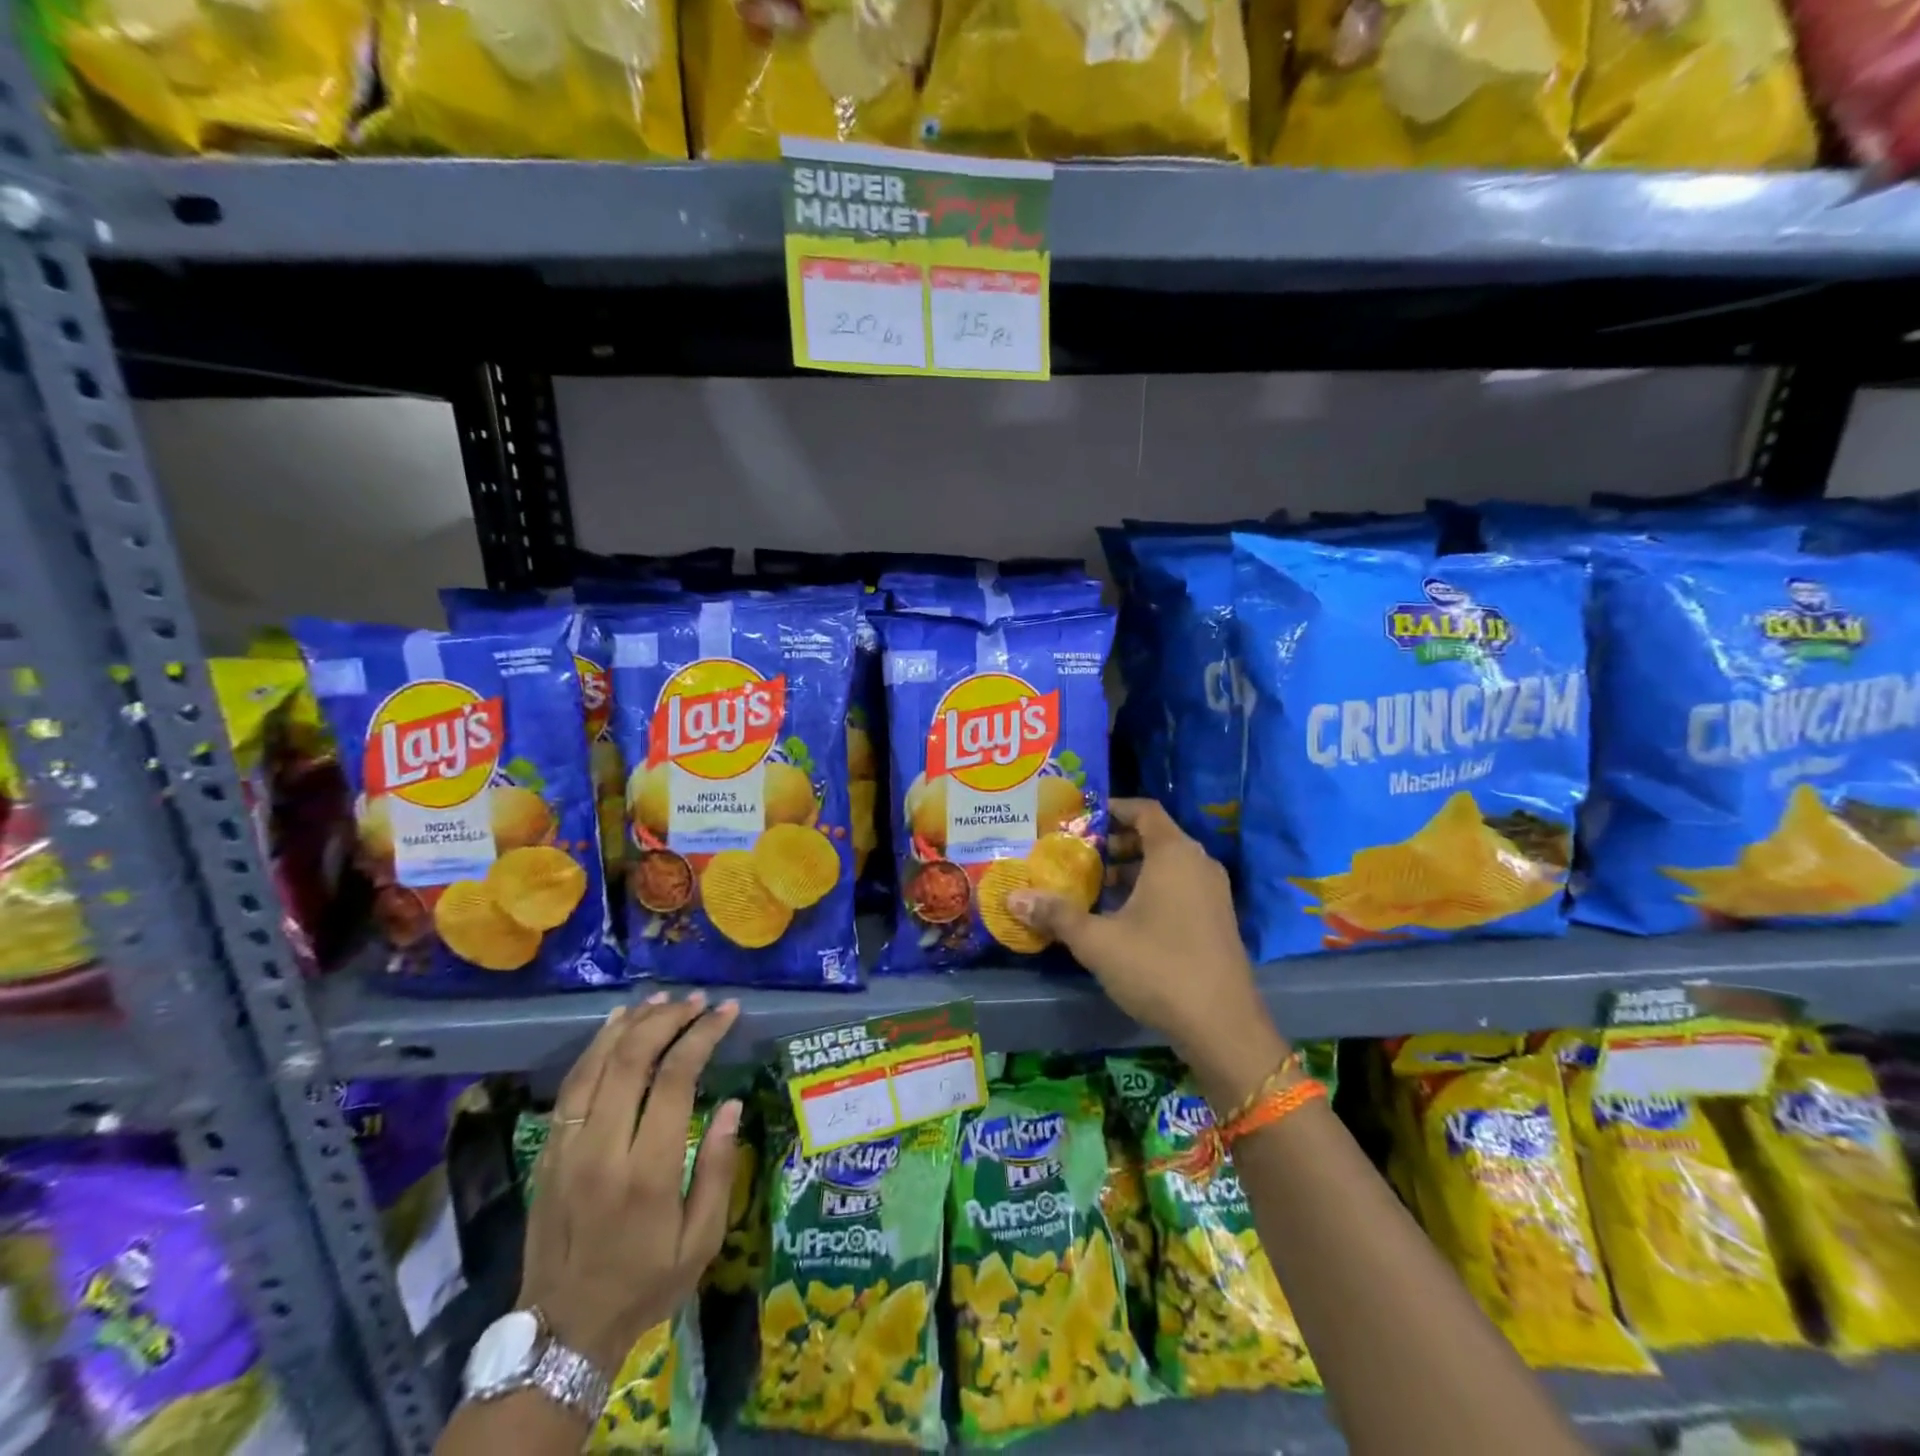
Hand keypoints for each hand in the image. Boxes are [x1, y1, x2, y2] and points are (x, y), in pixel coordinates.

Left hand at [519, 992, 741, 1371]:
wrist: (562, 1332)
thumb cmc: (644, 1284)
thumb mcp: (699, 1241)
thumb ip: (716, 1169)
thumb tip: (731, 1106)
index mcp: (645, 1173)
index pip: (674, 1080)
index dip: (702, 1036)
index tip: (727, 1012)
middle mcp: (601, 1150)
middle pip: (632, 1060)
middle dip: (669, 1020)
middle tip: (698, 1001)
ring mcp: (566, 1147)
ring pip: (596, 1064)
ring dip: (632, 1023)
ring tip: (663, 999)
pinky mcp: (547, 1151)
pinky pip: (571, 1084)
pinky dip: (596, 1046)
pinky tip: (617, 1024)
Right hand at [1007, 798, 1287, 1105]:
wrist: (1222, 1026)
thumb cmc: (1157, 968)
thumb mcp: (1097, 941)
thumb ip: (1056, 915)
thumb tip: (1013, 898)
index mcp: (1174, 854)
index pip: (1144, 810)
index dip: (1112, 808)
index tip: (1080, 820)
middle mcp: (1198, 864)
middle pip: (1154, 837)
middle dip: (1114, 844)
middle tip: (1077, 855)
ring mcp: (1213, 893)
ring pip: (1166, 866)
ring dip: (1130, 870)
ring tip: (1092, 887)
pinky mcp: (1216, 920)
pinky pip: (1179, 888)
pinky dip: (1150, 890)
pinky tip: (1121, 919)